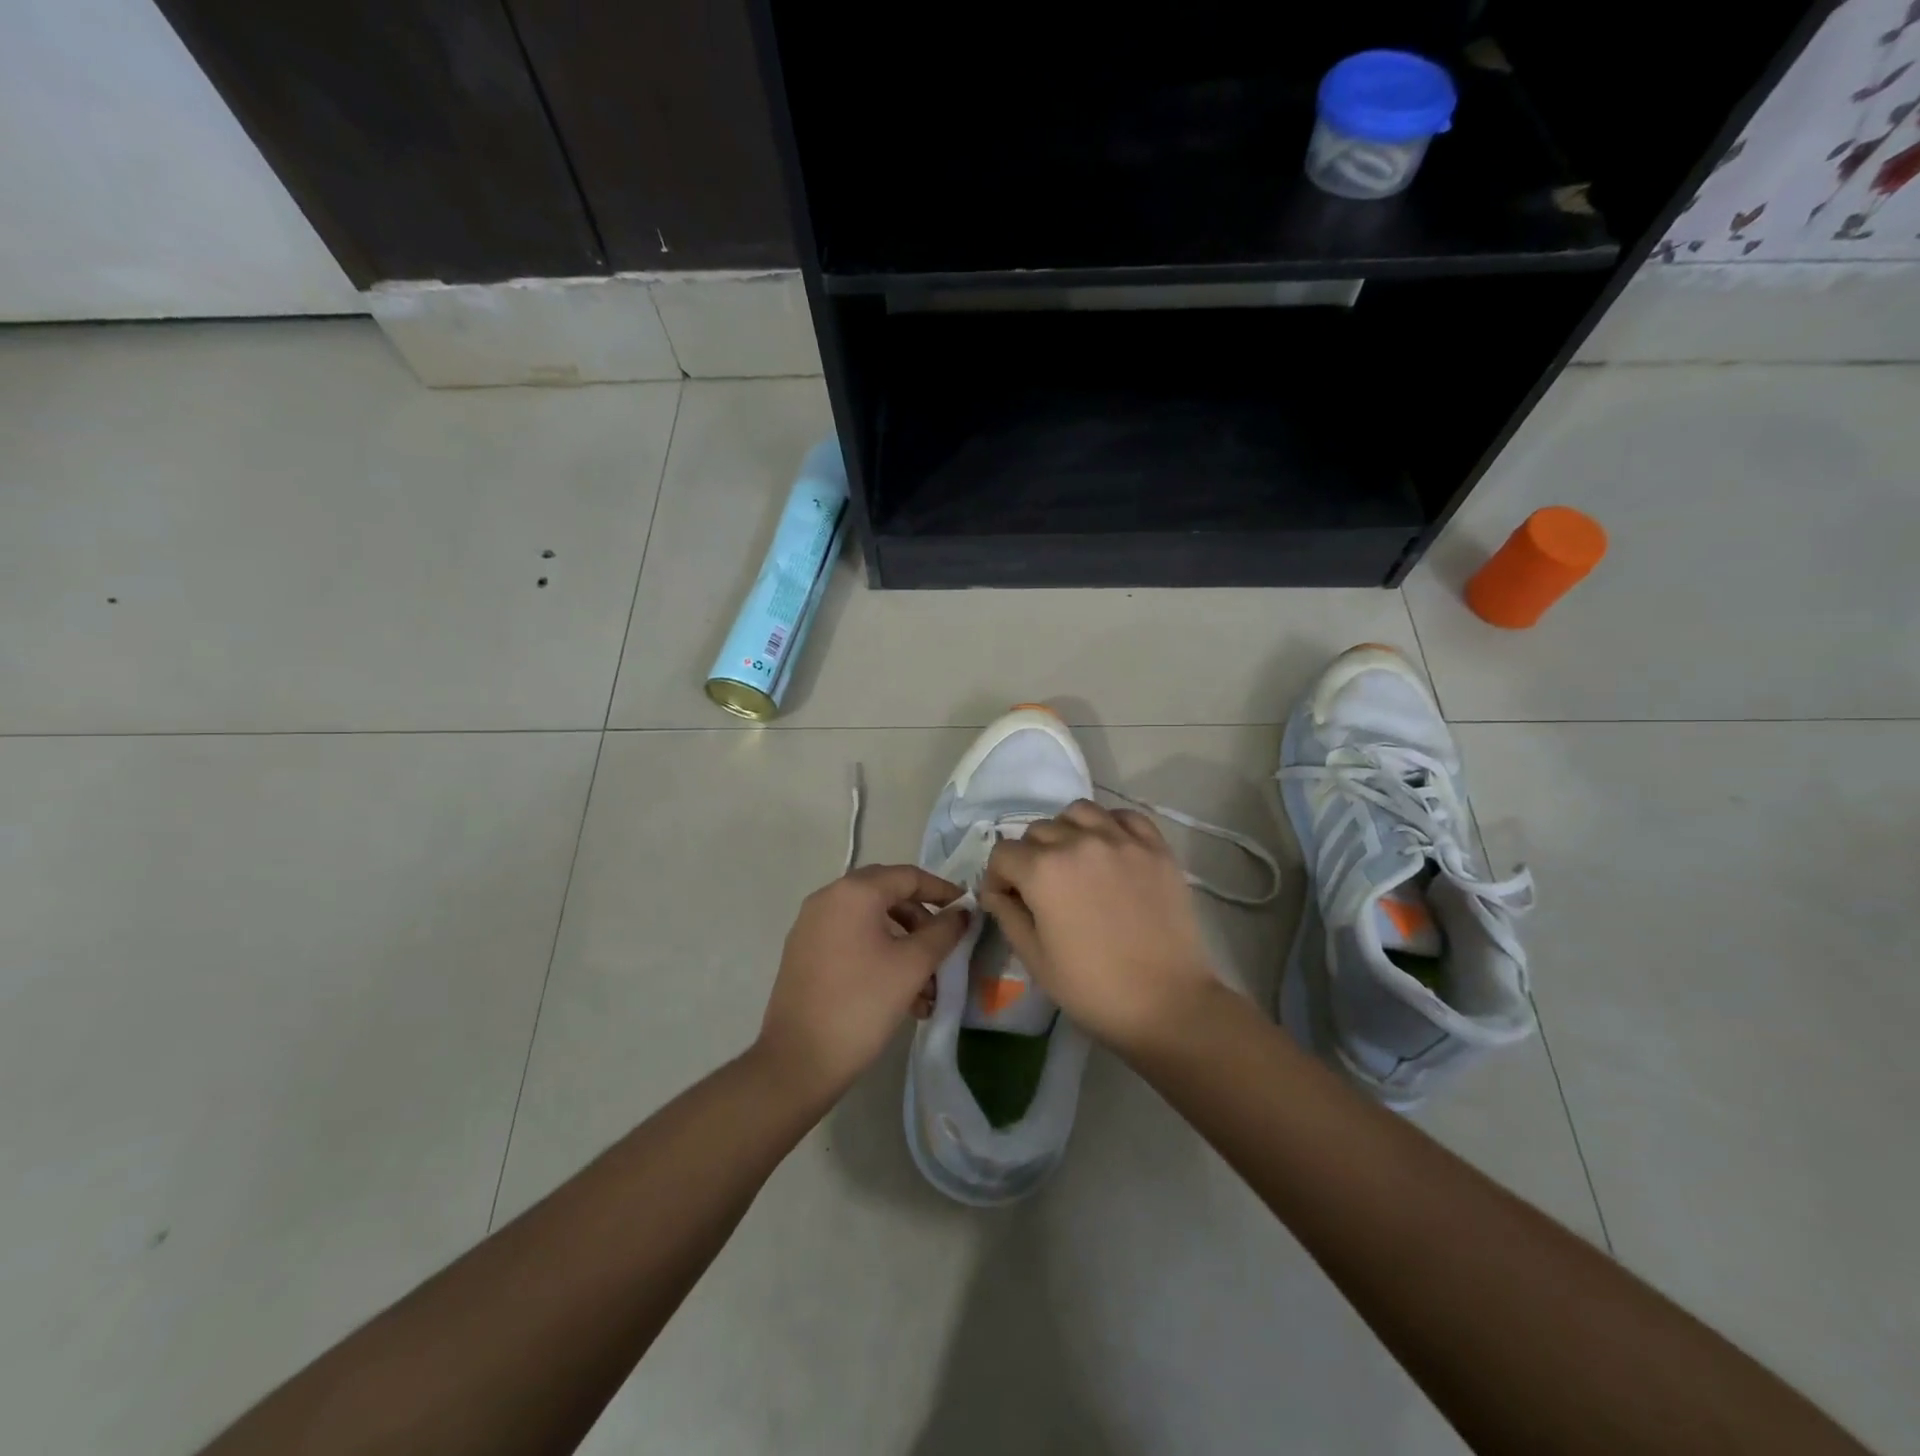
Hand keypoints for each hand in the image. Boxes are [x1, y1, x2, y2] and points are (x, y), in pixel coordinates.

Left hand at [755, 864, 970, 1107]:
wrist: (797, 1061)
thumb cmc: (862, 1004)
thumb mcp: (913, 966)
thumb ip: (943, 932)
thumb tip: (961, 913)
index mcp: (854, 892)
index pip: (908, 876)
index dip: (942, 890)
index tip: (966, 909)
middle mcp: (828, 898)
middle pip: (888, 895)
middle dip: (921, 920)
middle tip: (945, 945)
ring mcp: (811, 926)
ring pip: (870, 922)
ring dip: (903, 944)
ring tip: (927, 988)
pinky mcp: (804, 953)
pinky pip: (851, 940)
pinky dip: (879, 955)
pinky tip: (901, 995)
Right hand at [981, 800, 1218, 1052]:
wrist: (1168, 1003)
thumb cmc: (1093, 988)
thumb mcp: (1035, 959)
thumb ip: (1007, 914)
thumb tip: (996, 891)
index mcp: (1043, 870)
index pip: (1003, 853)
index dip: (997, 877)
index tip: (1005, 899)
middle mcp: (1079, 842)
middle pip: (1038, 830)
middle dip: (1029, 856)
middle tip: (1040, 888)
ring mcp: (1121, 840)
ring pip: (1079, 812)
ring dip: (1066, 831)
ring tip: (1073, 860)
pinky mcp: (1155, 848)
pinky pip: (1124, 817)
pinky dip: (1110, 825)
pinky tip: (1110, 849)